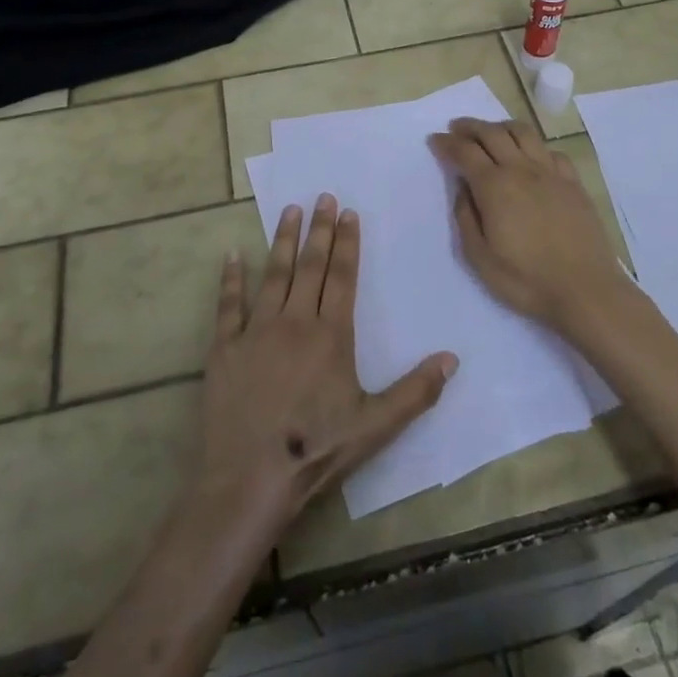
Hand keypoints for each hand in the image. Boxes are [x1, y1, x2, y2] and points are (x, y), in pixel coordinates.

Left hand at [196, 194, 456, 537]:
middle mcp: (294, 322)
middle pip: (310, 266)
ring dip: (282, 240)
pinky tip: (232, 254)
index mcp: (331, 335)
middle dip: (319, 230)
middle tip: (323, 196)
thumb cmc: (316, 451)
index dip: (347, 243)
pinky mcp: (224, 348)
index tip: (348, 213)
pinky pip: (228, 305)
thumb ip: (415, 391)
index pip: (343, 277)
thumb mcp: (375, 426)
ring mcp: (256, 331)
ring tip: (289, 210)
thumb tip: (452, 358)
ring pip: (273, 274)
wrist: (248, 479)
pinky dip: (230, 278)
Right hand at [429, 117, 625, 330]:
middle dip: (470, 127)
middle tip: (456, 128)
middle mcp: (522, 170)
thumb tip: (463, 189)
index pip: (465, 152)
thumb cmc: (527, 280)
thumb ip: (466, 218)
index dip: (447, 143)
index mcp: (495, 187)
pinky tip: (530, 157)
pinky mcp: (573, 182)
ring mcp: (551, 173)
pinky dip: (533, 146)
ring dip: (501, 127)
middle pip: (492, 133)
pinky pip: (550, 151)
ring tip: (491, 132)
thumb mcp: (480, 258)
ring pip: (523, 133)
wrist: (586, 290)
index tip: (435, 139)